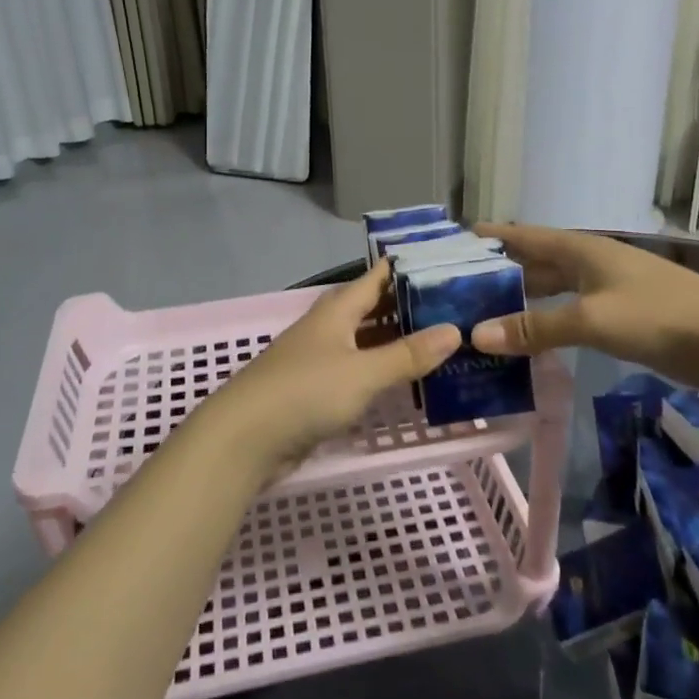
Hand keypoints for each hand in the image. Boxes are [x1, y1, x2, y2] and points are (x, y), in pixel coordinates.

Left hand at [186, 263, 461, 478]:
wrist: (244, 440)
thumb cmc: (304, 393)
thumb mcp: (362, 372)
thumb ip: (407, 354)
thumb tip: (455, 330)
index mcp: (335, 312)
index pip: (373, 278)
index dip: (403, 267)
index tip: (440, 259)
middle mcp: (326, 329)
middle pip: (369, 308)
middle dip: (404, 304)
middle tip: (449, 303)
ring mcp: (318, 360)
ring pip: (363, 341)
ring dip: (393, 339)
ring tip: (436, 337)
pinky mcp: (314, 391)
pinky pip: (356, 371)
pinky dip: (379, 369)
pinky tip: (402, 378)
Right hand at [466, 224, 698, 408]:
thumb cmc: (657, 317)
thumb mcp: (590, 320)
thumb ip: (534, 327)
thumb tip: (476, 335)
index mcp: (580, 249)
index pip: (523, 235)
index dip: (489, 236)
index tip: (450, 241)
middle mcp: (589, 261)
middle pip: (533, 261)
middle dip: (497, 271)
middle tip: (455, 287)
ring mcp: (605, 287)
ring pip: (551, 287)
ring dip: (520, 298)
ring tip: (481, 312)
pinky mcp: (618, 313)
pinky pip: (567, 311)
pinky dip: (543, 319)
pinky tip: (527, 336)